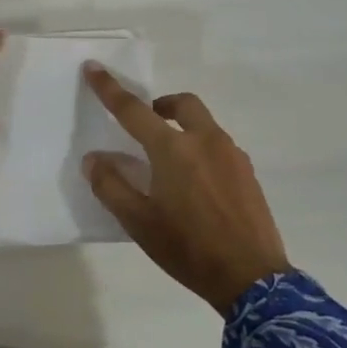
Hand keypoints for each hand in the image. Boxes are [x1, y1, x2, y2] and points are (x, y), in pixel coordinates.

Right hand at [82, 66, 290, 314]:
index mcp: (173, 149)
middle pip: (182, 104)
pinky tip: (197, 184)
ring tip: (171, 162)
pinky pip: (220, 146)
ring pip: (204, 124)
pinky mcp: (248, 173)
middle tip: (147, 123)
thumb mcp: (138, 223)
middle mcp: (205, 141)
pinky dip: (202, 149)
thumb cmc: (188, 249)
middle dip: (161, 104)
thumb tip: (94, 159)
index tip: (94, 67)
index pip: (133, 110)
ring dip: (183, 127)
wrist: (252, 280)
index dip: (109, 88)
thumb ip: (111, 185)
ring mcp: (232, 155)